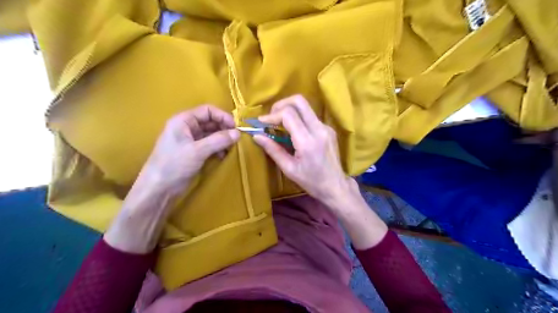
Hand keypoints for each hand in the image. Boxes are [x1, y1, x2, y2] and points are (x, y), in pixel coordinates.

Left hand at [138, 106, 239, 196]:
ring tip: (231, 148)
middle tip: (236, 139)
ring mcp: (190, 140)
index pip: (207, 110)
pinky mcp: (193, 152)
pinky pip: (210, 145)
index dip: (223, 116)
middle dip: (224, 129)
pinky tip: (223, 156)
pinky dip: (218, 148)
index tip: (236, 127)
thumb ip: (219, 140)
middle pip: (210, 122)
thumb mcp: (198, 151)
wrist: (159, 189)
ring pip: (211, 134)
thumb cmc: (174, 165)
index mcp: (183, 121)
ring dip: (223, 139)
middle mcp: (187, 128)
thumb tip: (238, 133)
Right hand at [254, 95, 388, 248]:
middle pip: (299, 101)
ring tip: (278, 123)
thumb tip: (257, 136)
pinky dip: (298, 117)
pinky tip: (292, 130)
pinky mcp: (328, 128)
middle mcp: (319, 129)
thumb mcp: (289, 169)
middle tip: (271, 117)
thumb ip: (273, 150)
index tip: (261, 123)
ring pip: (305, 107)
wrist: (336, 185)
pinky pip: (310, 116)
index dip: (272, 115)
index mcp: (308, 141)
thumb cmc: (311, 181)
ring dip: (289, 110)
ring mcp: (326, 127)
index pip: (288, 115)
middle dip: (281, 104)